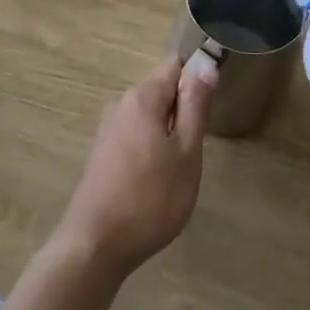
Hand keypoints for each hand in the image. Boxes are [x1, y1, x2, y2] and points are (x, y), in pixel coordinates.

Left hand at [53, 51, 216, 279]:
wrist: (94, 246)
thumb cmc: (150, 198)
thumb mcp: (186, 152)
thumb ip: (196, 105)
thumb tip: (205, 63)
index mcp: (142, 97)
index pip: (176, 64)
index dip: (199, 74)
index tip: (214, 101)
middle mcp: (121, 104)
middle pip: (162, 90)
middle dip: (185, 109)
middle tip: (199, 145)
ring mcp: (108, 130)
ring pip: (150, 116)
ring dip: (170, 132)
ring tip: (181, 166)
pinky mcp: (102, 154)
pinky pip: (136, 135)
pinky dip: (153, 147)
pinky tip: (158, 179)